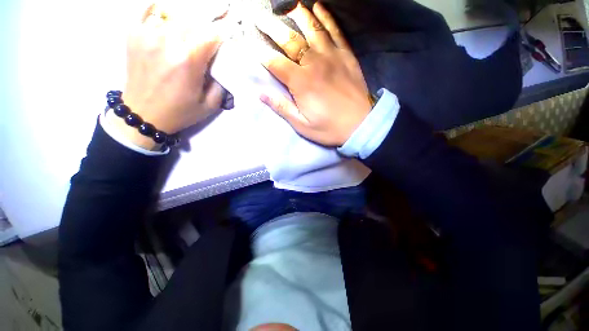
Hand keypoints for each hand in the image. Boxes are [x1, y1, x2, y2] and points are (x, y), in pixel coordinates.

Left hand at [108, 2, 227, 149]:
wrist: (142, 114)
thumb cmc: (180, 112)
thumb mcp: (210, 105)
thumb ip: (221, 84)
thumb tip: (223, 65)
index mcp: (188, 60)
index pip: (211, 34)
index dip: (223, 30)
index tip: (231, 27)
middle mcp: (167, 41)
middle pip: (194, 19)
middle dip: (210, 16)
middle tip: (222, 11)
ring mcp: (147, 34)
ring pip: (174, 13)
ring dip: (189, 15)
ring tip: (197, 20)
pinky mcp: (133, 34)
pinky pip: (146, 9)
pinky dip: (158, 7)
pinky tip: (167, 12)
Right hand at [256, 2, 371, 146]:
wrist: (361, 126)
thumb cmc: (329, 129)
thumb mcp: (302, 125)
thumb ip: (282, 108)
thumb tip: (261, 94)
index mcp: (301, 83)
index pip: (276, 63)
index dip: (261, 53)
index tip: (250, 43)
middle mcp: (314, 64)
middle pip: (290, 41)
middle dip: (272, 27)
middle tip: (259, 15)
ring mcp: (332, 57)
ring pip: (312, 29)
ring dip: (298, 14)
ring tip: (286, 4)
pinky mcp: (347, 56)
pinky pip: (335, 31)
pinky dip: (326, 17)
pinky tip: (318, 6)